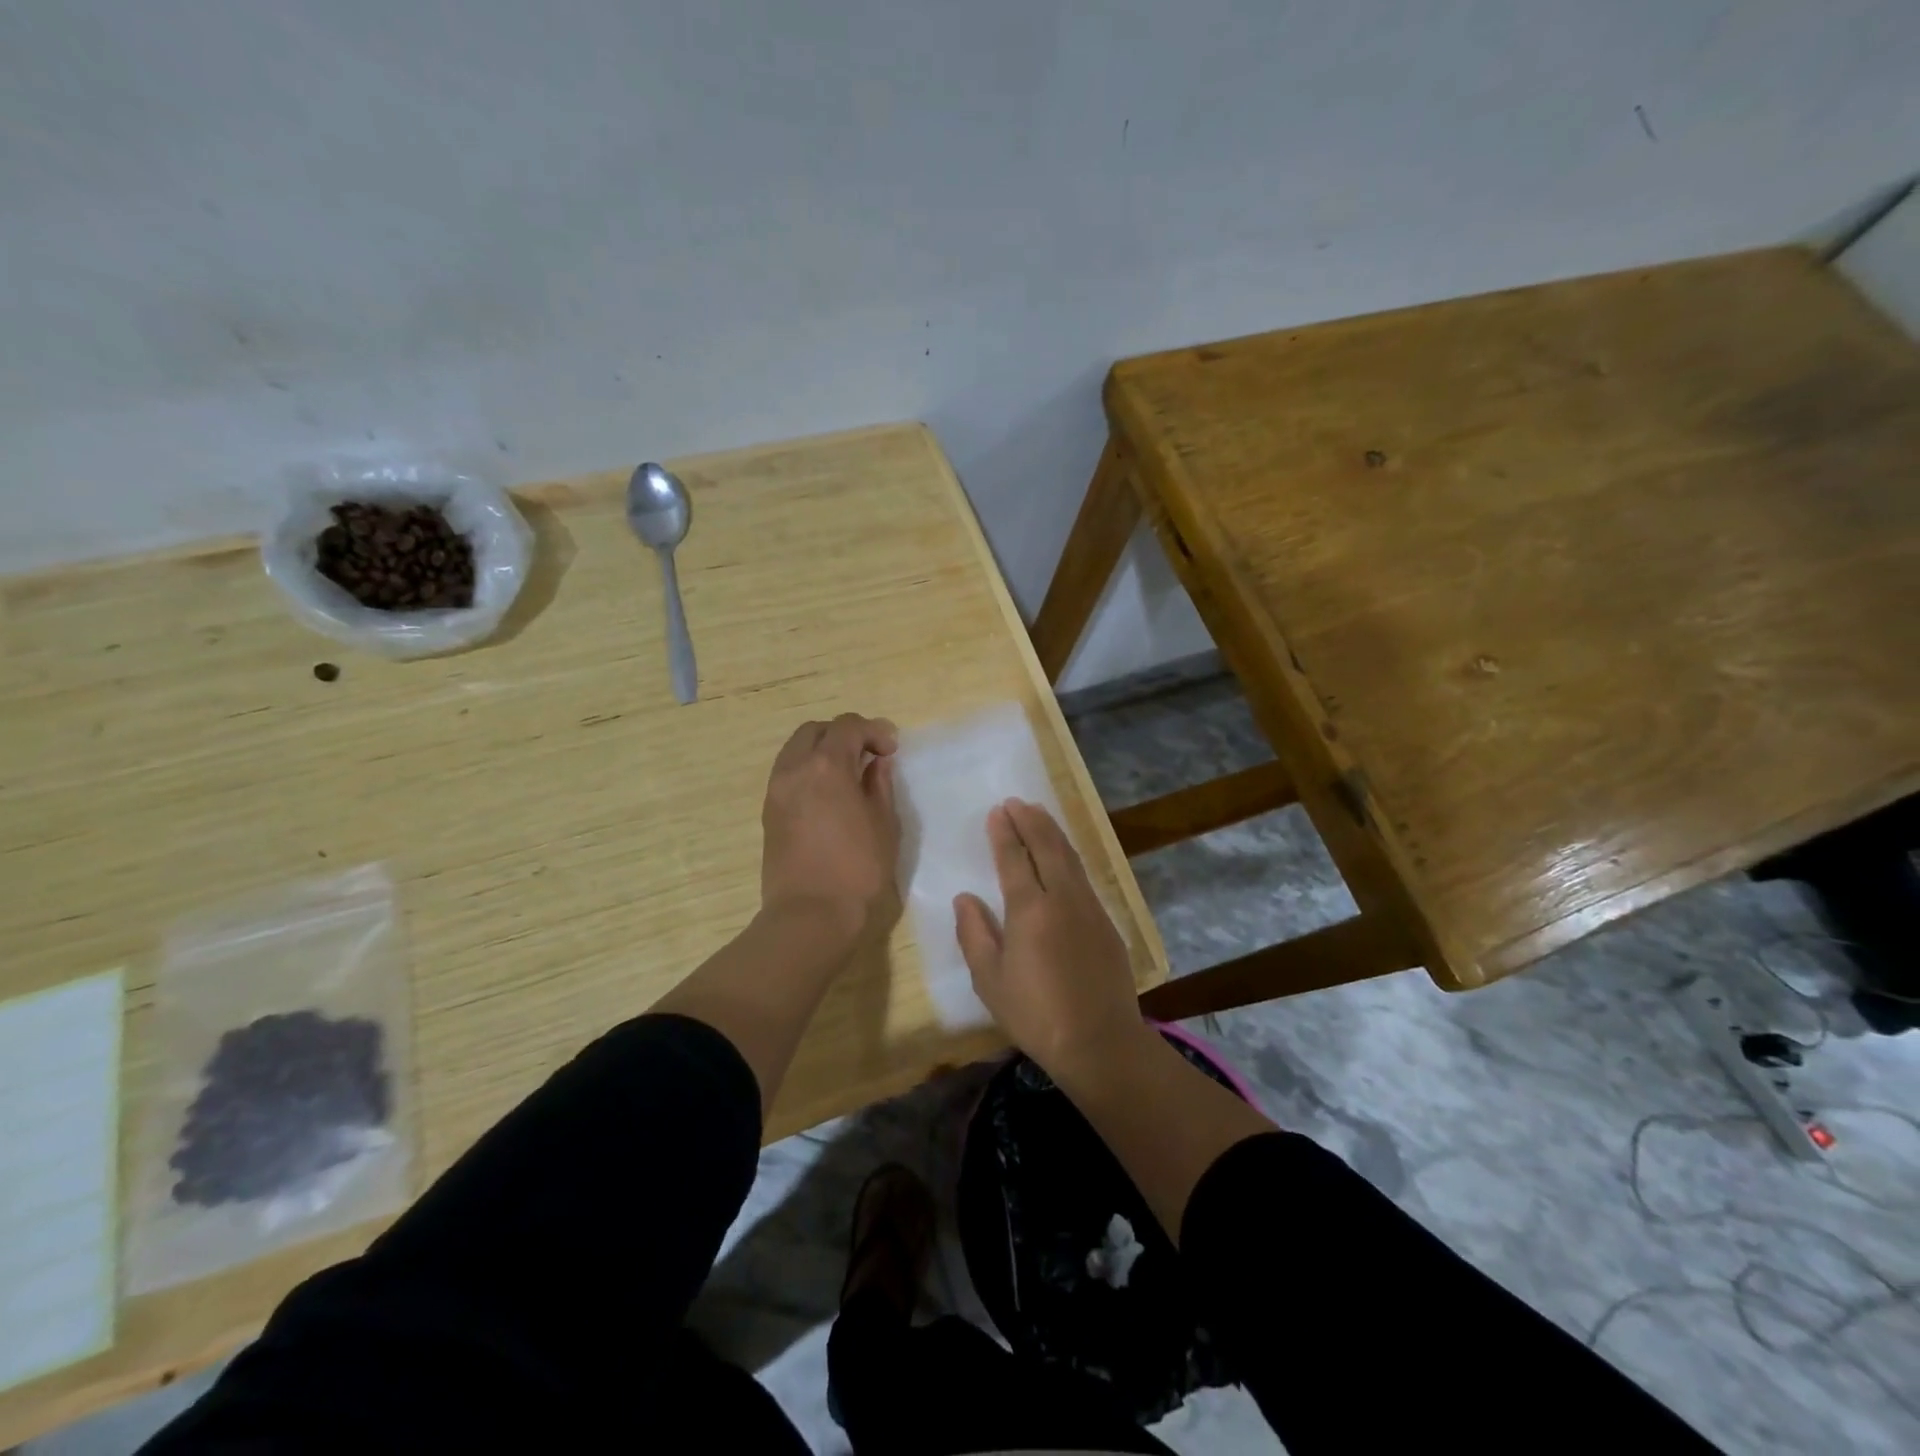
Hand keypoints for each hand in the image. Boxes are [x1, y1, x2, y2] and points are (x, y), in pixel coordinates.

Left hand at [760, 713, 900, 946]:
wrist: (810, 916)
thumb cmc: (858, 870)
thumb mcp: (884, 825)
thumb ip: (879, 785)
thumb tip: (876, 764)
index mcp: (827, 766)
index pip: (847, 726)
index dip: (873, 730)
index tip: (891, 751)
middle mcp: (795, 769)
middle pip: (815, 731)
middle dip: (843, 734)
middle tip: (868, 756)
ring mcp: (776, 790)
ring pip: (796, 750)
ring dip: (822, 751)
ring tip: (848, 775)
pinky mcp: (769, 812)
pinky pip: (788, 774)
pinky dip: (808, 771)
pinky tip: (829, 795)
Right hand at [954, 799, 1145, 1081]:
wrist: (1099, 1041)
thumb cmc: (1035, 1014)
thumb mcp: (990, 980)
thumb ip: (974, 934)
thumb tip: (965, 898)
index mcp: (1029, 910)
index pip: (1014, 859)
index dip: (1004, 833)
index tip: (997, 811)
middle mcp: (1062, 898)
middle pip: (1046, 846)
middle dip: (1030, 821)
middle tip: (1016, 802)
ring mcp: (1089, 907)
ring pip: (1069, 856)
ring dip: (1052, 832)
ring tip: (1038, 814)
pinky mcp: (1106, 922)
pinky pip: (1083, 876)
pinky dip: (1069, 855)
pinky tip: (1063, 855)